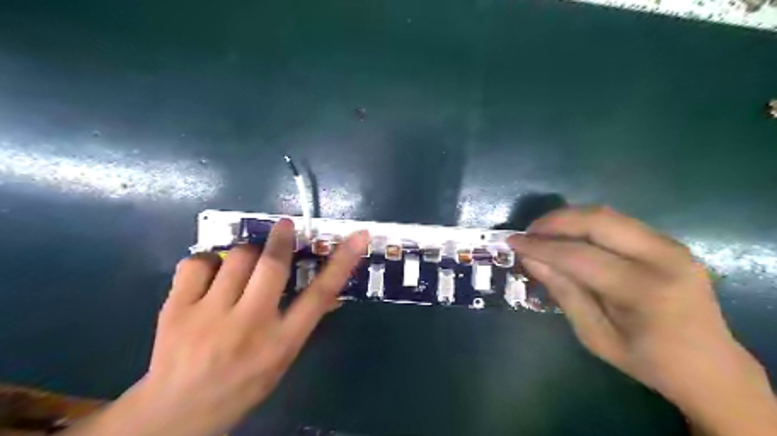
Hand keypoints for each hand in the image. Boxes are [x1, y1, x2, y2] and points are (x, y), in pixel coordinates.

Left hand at [65, 220, 368, 435]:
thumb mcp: (282, 359)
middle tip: (284, 226)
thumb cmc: (242, 385)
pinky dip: (207, 260)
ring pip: (236, 258)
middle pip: (272, 266)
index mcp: (281, 342)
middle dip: (281, 239)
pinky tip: (209, 274)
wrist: (176, 413)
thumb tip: (330, 293)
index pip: (320, 295)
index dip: (343, 262)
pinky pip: (196, 263)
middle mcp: (249, 325)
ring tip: (243, 264)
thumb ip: (303, 322)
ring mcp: (209, 316)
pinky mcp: (175, 309)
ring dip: (246, 253)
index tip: (359, 236)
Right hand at [512, 206, 776, 434]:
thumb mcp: (594, 335)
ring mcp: (671, 245)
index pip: (579, 256)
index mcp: (645, 291)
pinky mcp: (669, 242)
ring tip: (544, 233)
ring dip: (569, 219)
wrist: (710, 365)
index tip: (512, 241)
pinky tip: (570, 237)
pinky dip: (587, 225)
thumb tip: (530, 259)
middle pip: (597, 221)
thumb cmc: (646, 360)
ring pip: (608, 215)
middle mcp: (663, 258)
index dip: (540, 246)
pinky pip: (618, 223)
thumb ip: (563, 292)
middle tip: (528, 232)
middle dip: (555, 221)